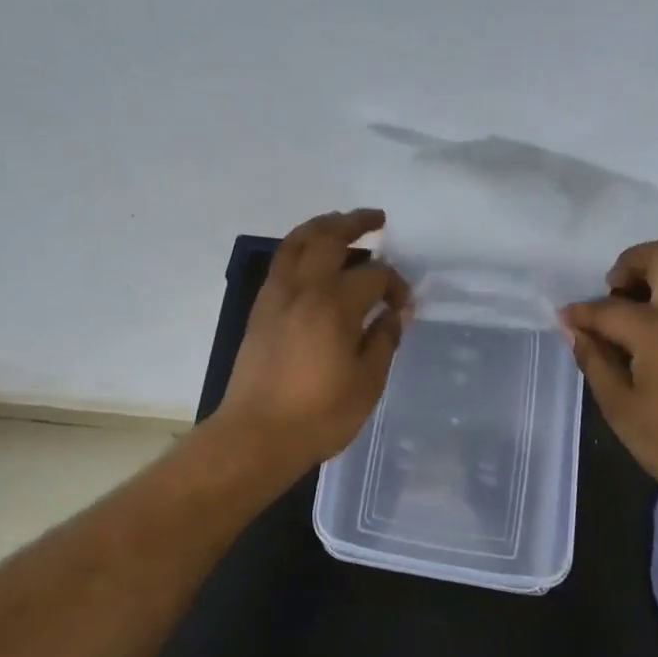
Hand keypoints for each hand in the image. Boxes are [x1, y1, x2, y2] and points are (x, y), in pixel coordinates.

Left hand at [215, 209, 411, 472]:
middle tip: (377, 220)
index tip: (403, 307)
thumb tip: (393, 314)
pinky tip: (313, 258)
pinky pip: (282, 261)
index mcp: (334, 305)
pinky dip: (300, 247)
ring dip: (323, 226)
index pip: (374, 275)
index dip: (395, 285)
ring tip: (342, 224)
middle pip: (329, 238)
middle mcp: (303, 289)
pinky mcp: (260, 308)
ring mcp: (276, 295)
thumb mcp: (367, 383)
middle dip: (356, 223)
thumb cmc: (318, 415)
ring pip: (297, 241)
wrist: (254, 436)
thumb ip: (383, 341)